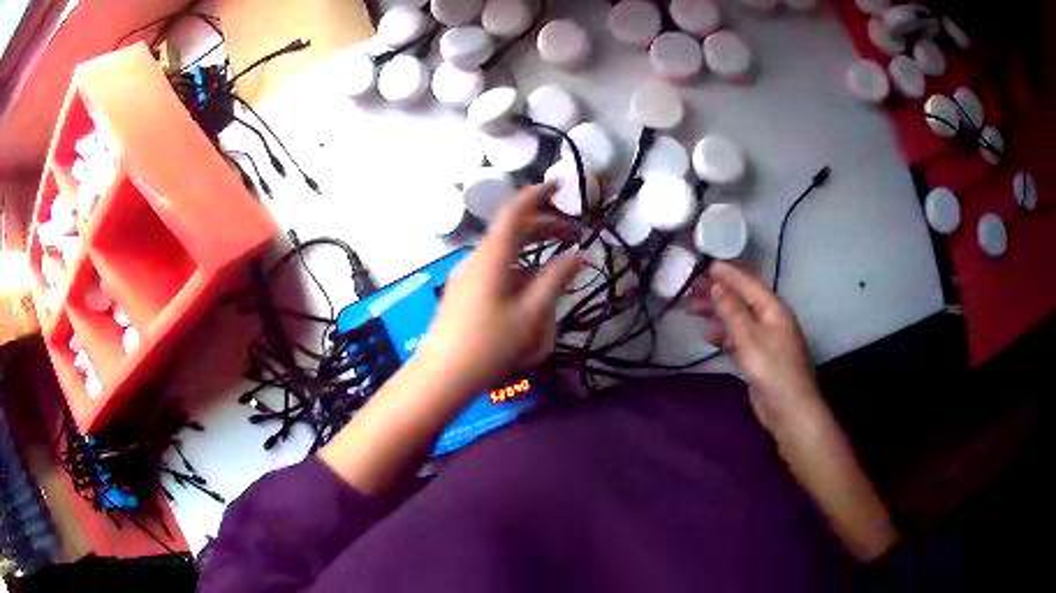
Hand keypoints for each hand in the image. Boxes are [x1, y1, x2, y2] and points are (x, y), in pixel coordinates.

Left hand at [420, 183, 580, 394]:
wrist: (443, 375)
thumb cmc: (489, 345)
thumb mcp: (531, 315)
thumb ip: (556, 280)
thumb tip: (578, 254)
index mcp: (492, 256)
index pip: (515, 211)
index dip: (538, 194)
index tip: (560, 185)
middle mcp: (476, 258)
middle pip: (511, 230)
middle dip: (543, 226)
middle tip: (573, 233)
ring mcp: (466, 274)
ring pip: (504, 251)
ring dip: (532, 250)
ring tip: (559, 263)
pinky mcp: (463, 290)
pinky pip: (495, 268)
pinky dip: (518, 267)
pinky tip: (532, 288)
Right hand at [686, 261, 820, 432]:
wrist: (789, 409)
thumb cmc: (773, 370)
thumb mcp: (750, 338)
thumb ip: (732, 311)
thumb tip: (717, 285)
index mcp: (773, 309)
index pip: (748, 284)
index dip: (726, 273)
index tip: (704, 265)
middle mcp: (770, 319)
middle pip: (741, 299)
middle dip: (717, 293)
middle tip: (691, 290)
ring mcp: (766, 339)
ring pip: (738, 318)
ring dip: (717, 313)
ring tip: (692, 311)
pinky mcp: (760, 357)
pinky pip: (739, 338)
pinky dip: (724, 334)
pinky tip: (709, 337)